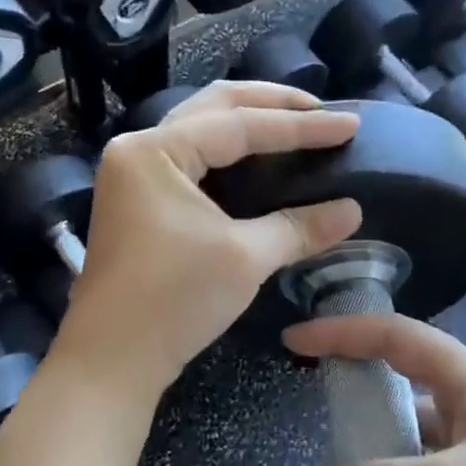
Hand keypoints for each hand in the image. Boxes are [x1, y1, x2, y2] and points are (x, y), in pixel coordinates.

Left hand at [56, 82, 362, 397]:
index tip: (350, 125)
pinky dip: (230, 155)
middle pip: (214, 108)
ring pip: (200, 131)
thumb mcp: (245, 258)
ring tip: (298, 127)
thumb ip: (299, 227)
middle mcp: (139, 150)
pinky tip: (260, 162)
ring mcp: (134, 176)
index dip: (302, 126)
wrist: (112, 360)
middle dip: (271, 106)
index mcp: (155, 150)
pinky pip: (192, 160)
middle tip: (322, 112)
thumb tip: (352, 210)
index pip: (240, 125)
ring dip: (249, 124)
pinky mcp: (140, 203)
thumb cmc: (174, 300)